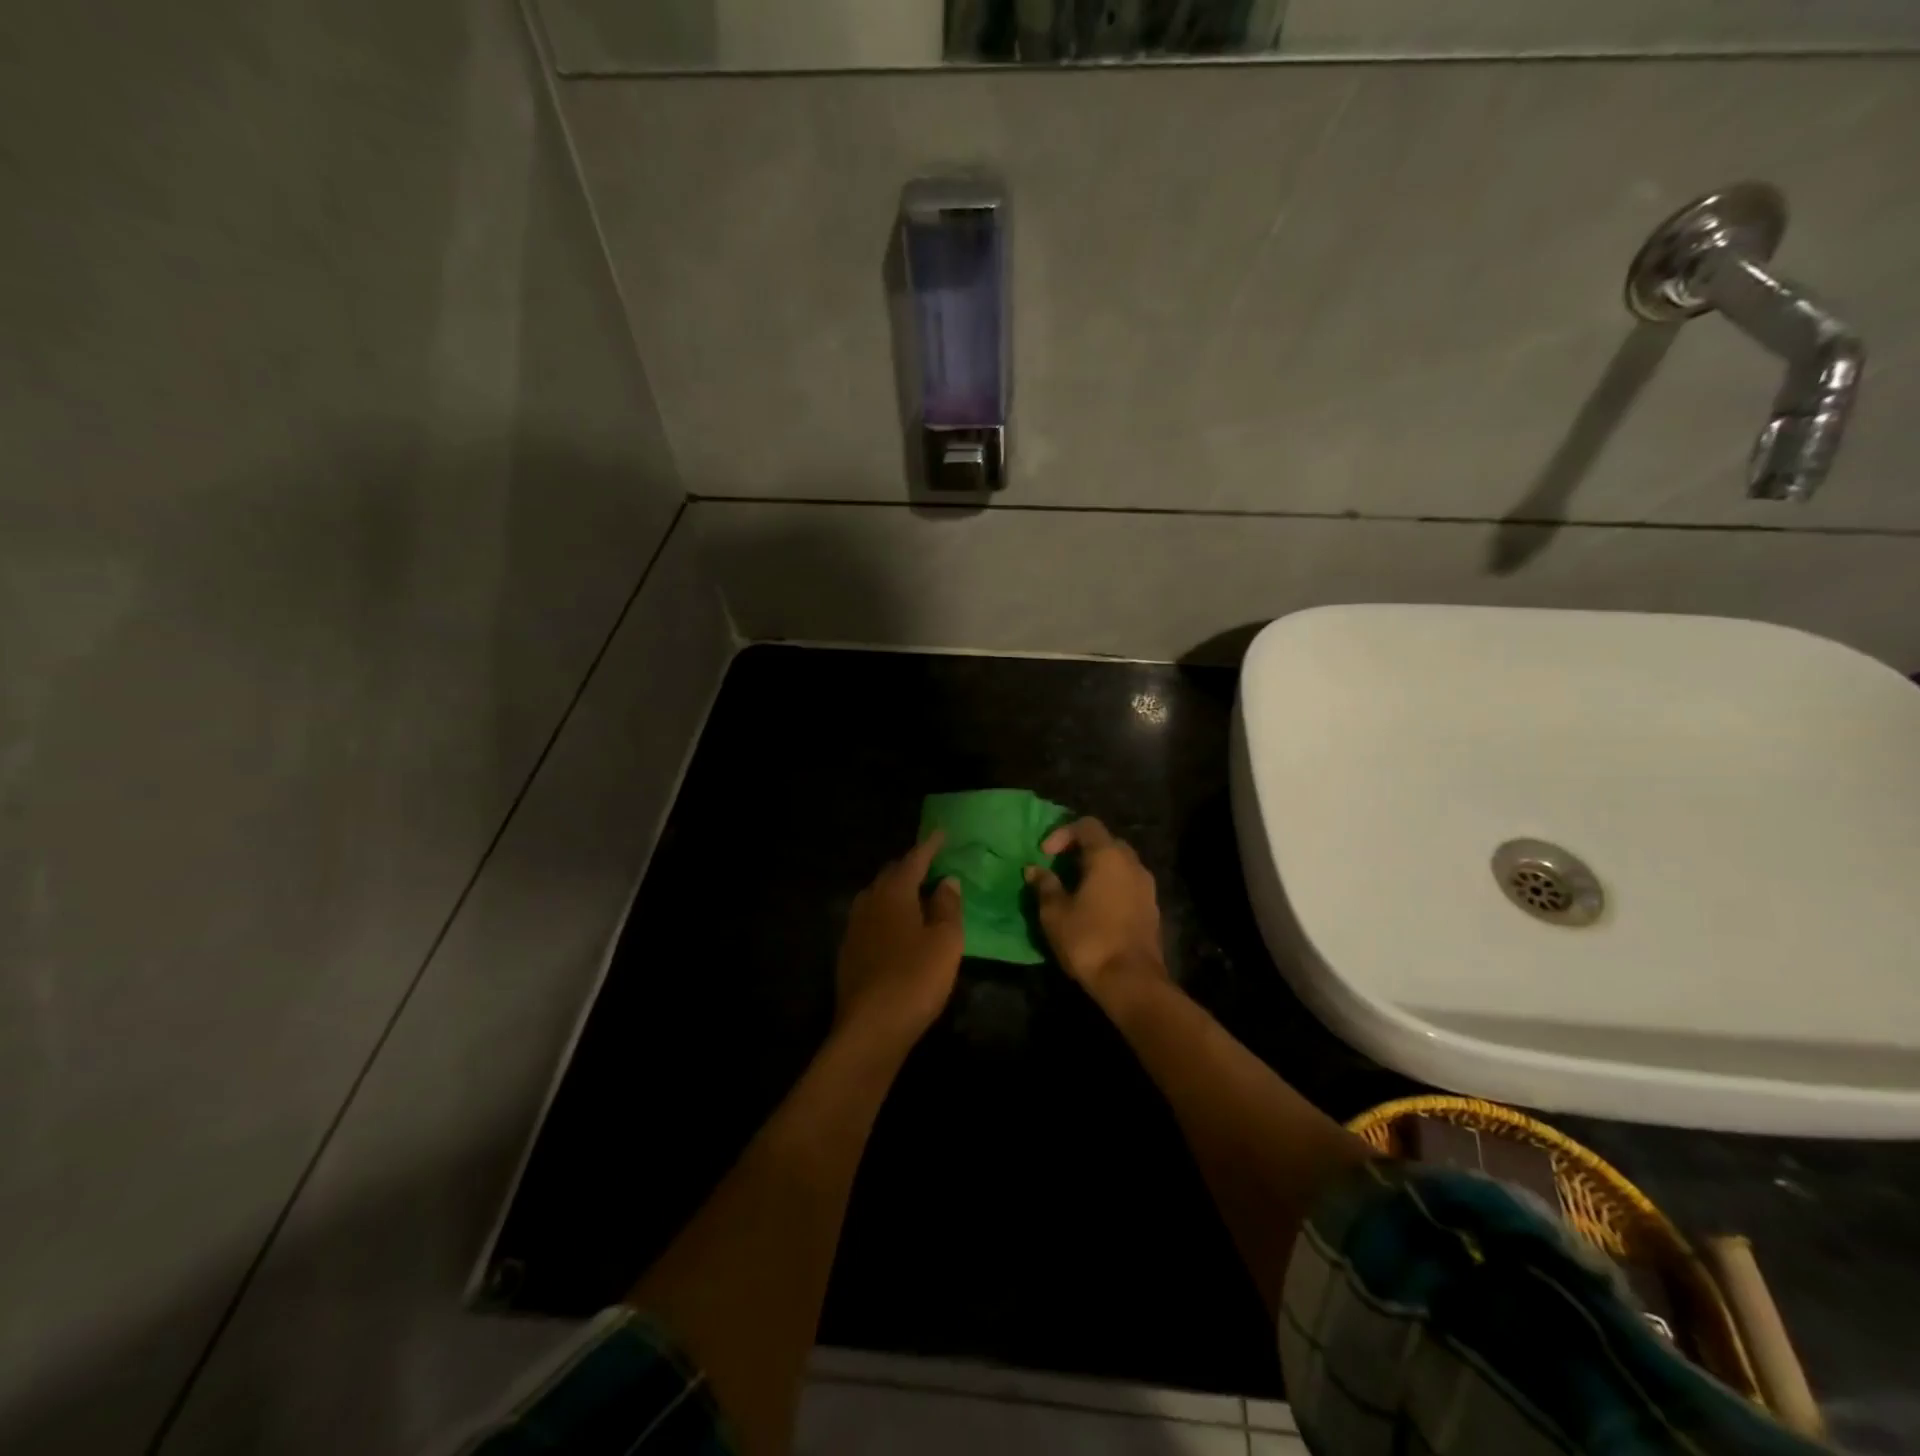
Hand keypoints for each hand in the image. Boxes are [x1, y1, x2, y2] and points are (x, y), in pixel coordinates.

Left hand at [835, 834, 964, 1046]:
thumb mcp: (945, 941)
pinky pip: (870, 918)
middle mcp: (869, 902)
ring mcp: (854, 928)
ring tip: (915, 892)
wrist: (870, 1028)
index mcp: (894, 893)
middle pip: (890, 874)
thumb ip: (948, 906)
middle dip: (910, 865)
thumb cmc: (916, 978)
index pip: (914, 860)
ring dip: (896, 889)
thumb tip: (947, 881)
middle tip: (931, 863)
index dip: (929, 846)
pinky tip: (896, 926)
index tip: (942, 833)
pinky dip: (887, 912)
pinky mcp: (849, 952)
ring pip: (876, 896)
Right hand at [1025, 818, 1167, 1006]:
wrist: (1132, 981)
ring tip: (1076, 889)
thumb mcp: (1055, 912)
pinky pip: (1129, 884)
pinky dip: (1111, 886)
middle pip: (1106, 842)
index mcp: (1108, 856)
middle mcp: (1132, 863)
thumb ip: (1045, 885)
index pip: (1087, 825)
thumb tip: (1034, 870)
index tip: (1046, 855)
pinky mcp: (1152, 908)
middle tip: (1060, 868)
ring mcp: (1147, 886)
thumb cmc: (1089, 939)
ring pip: (1120, 864)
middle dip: (1082, 850)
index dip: (1062, 833)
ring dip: (1098, 869)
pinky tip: (1096, 908)